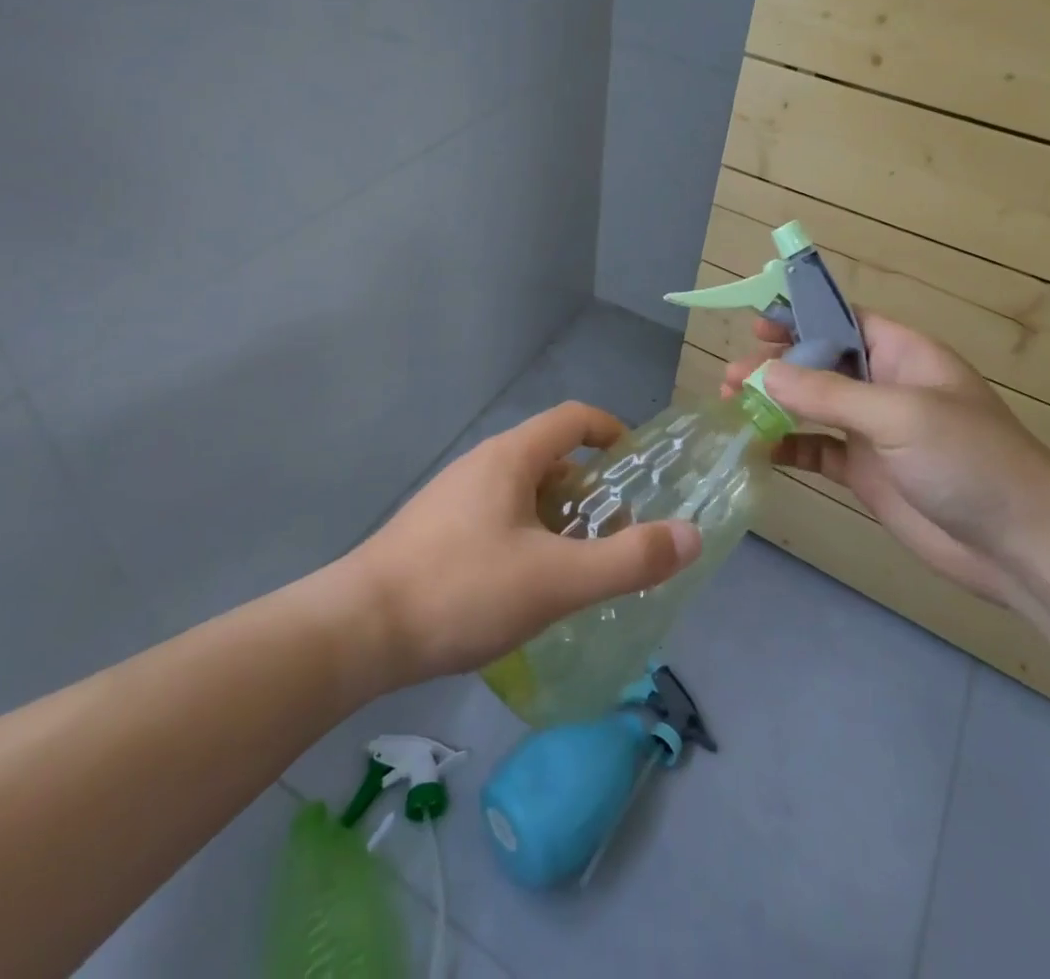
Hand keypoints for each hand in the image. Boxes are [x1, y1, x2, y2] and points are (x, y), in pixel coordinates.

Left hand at [345, 402, 701, 685]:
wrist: (357, 631)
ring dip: (560, 519)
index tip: (640, 466)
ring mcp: (454, 497)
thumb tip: (692, 535)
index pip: (574, 418)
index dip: (613, 432)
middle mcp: (482, 464)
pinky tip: (529, 588)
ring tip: (580, 569)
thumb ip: (628, 559)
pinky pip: (499, 517)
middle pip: (552, 458)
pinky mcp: (436, 530)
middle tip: (618, 536)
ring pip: (524, 492)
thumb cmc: (462, 590)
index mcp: (511, 457)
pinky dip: (529, 537)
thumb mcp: (557, 579)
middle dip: (592, 490)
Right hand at [725, 313, 1049, 605]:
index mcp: (902, 355)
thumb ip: (828, 394)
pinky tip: (759, 449)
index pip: (843, 321)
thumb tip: (764, 373)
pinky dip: (788, 447)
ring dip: (774, 405)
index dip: (800, 316)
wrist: (1022, 546)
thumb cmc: (969, 460)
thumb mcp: (899, 415)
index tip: (756, 324)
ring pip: (812, 407)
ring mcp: (874, 432)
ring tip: (731, 408)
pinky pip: (817, 450)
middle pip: (819, 364)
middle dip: (775, 366)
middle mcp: (885, 387)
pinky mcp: (866, 474)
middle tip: (731, 378)